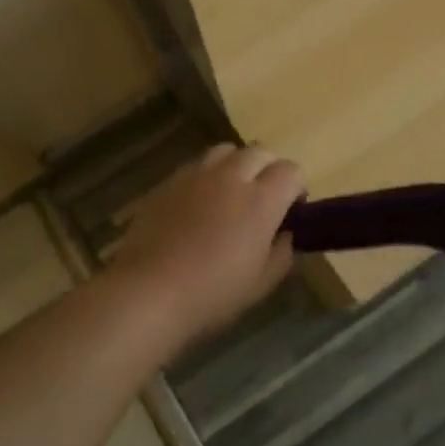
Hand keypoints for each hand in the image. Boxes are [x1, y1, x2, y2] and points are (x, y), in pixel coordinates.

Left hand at [111, 144, 304, 344]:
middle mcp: (231, 177)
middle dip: (269, 169)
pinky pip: (196, 166)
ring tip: (231, 193)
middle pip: (260, 152)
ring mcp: (196, 175)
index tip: (292, 210)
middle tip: (264, 199)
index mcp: (261, 200)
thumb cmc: (212, 294)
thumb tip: (284, 234)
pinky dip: (207, 176)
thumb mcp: (262, 283)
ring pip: (226, 151)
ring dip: (237, 165)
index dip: (296, 187)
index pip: (291, 170)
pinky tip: (199, 204)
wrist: (148, 292)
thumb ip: (282, 253)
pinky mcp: (168, 182)